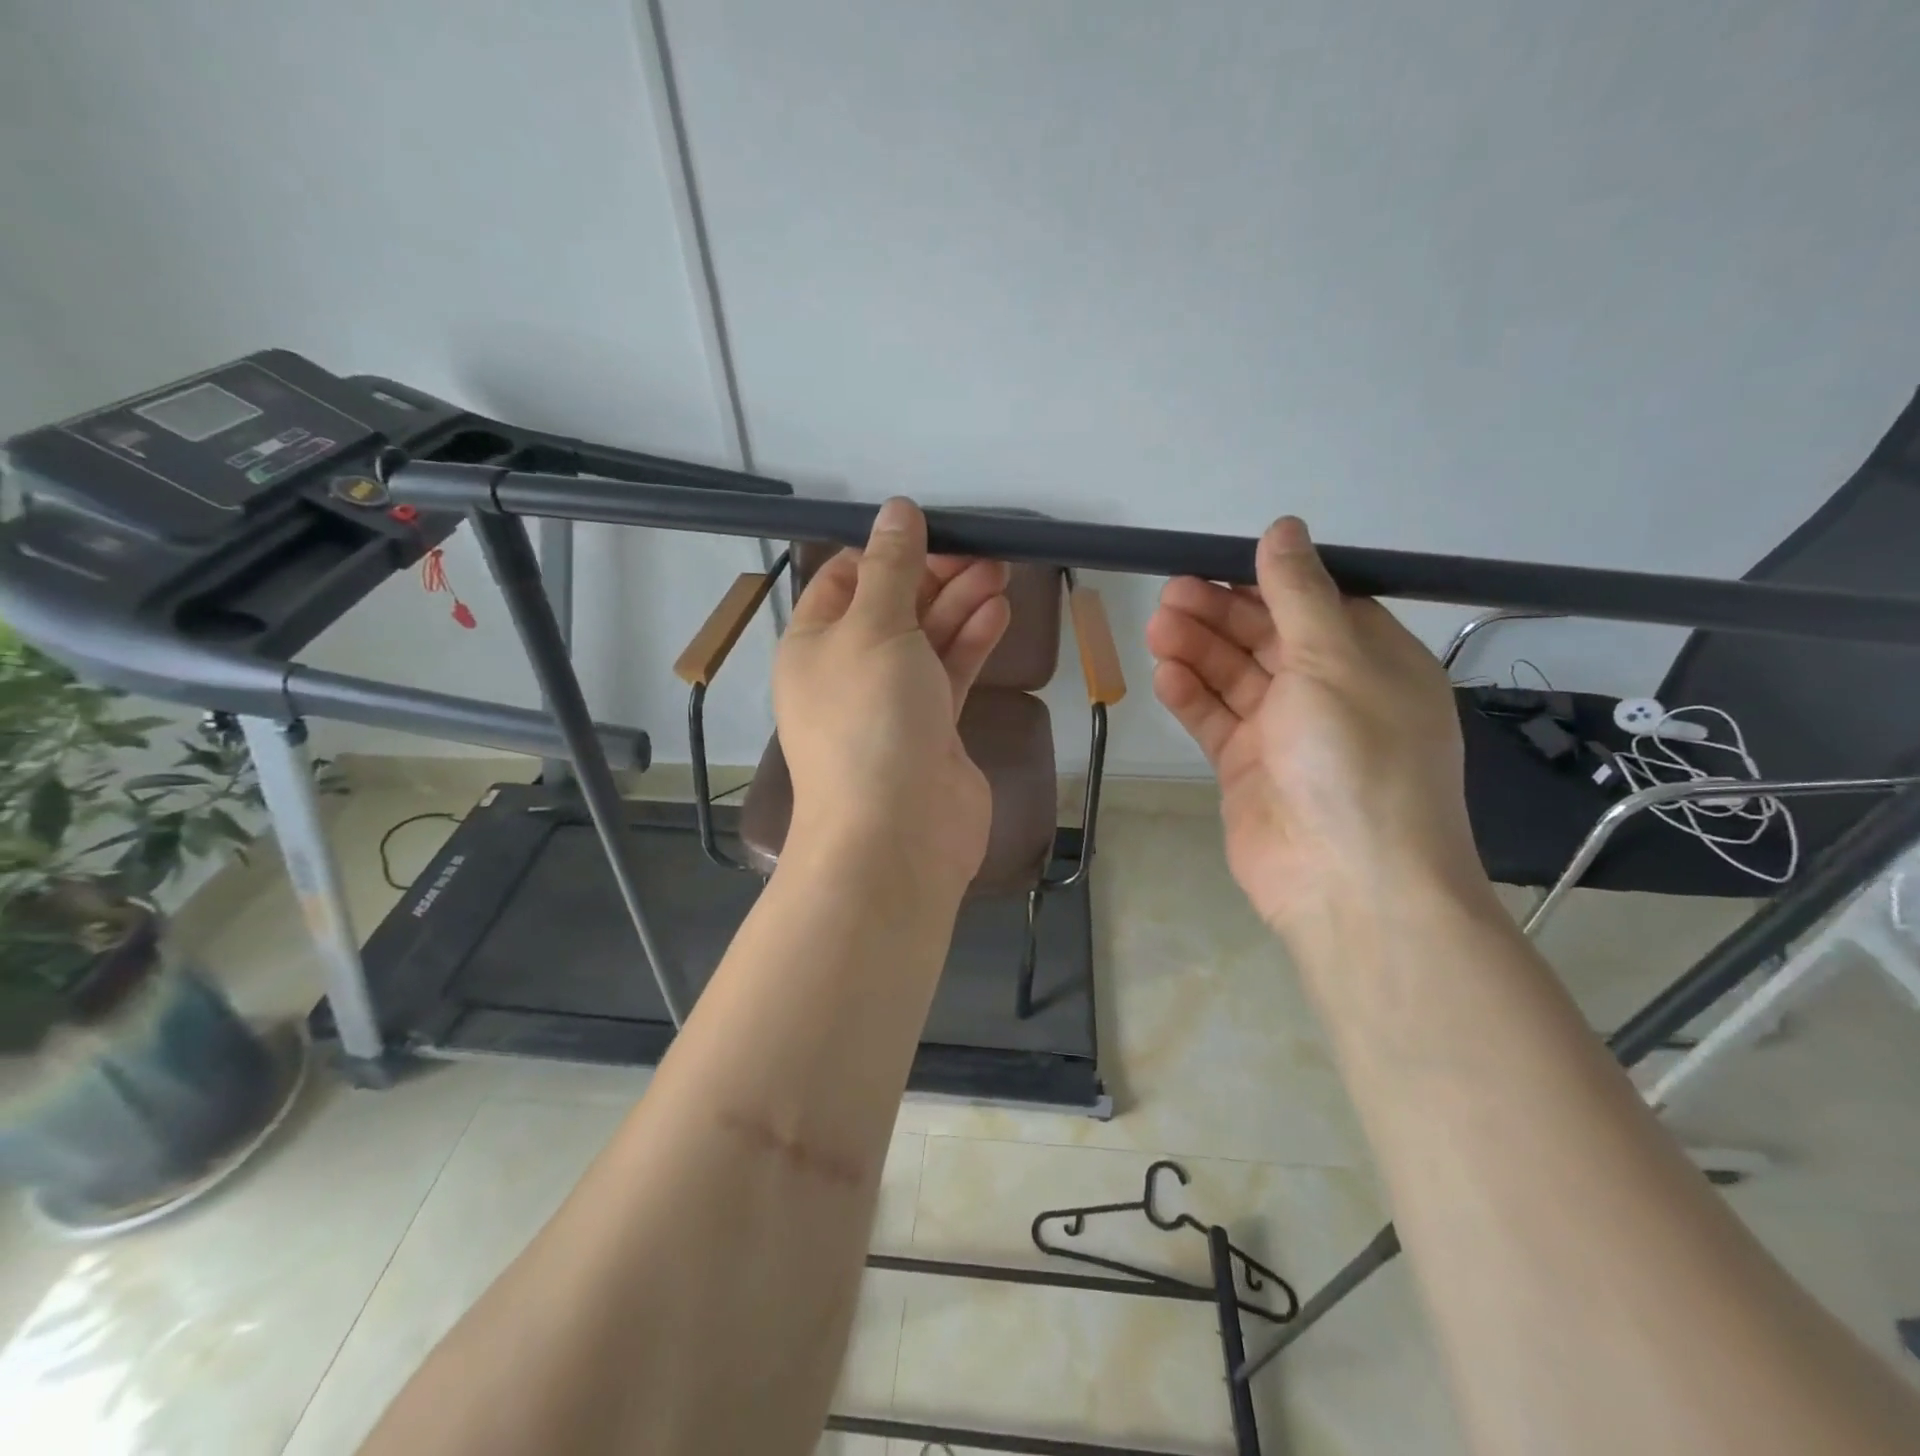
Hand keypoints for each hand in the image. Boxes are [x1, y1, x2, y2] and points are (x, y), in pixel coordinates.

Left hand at [774, 499, 1010, 893]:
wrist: (896, 834)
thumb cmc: (870, 719)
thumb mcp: (874, 627)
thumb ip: (892, 567)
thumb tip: (897, 509)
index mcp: (814, 643)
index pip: (845, 580)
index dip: (887, 552)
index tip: (934, 531)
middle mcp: (849, 671)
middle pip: (893, 607)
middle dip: (935, 575)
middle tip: (983, 552)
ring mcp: (892, 703)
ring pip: (927, 639)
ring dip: (960, 604)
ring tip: (1000, 572)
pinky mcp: (933, 729)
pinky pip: (950, 673)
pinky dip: (972, 642)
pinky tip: (998, 612)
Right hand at [1146, 517, 1487, 937]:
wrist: (1348, 881)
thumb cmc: (1356, 758)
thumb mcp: (1335, 659)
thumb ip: (1299, 593)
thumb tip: (1283, 528)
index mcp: (1370, 660)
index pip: (1313, 603)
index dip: (1265, 582)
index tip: (1215, 564)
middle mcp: (1330, 692)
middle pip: (1266, 637)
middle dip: (1219, 614)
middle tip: (1169, 595)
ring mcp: (1286, 733)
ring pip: (1234, 677)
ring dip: (1198, 651)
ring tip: (1158, 629)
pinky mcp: (1248, 769)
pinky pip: (1216, 721)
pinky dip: (1191, 697)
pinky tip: (1165, 676)